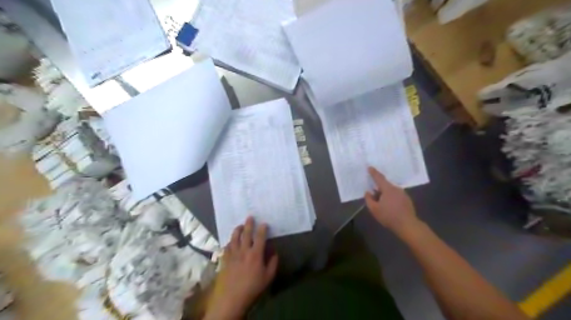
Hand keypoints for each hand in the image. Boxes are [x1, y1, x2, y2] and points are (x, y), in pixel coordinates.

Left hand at [204, 217, 277, 318]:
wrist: (231, 299)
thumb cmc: (252, 288)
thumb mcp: (268, 278)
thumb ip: (272, 263)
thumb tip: (274, 252)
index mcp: (255, 254)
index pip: (260, 237)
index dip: (262, 229)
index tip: (264, 223)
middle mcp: (244, 251)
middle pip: (246, 234)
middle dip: (249, 224)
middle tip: (250, 217)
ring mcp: (233, 254)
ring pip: (234, 238)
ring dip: (237, 230)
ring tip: (240, 226)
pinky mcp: (224, 260)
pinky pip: (227, 247)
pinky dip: (229, 242)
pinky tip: (231, 241)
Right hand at [365, 167, 417, 236]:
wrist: (408, 225)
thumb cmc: (389, 216)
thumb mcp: (374, 209)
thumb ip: (369, 199)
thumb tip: (368, 192)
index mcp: (388, 189)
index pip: (379, 178)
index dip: (373, 172)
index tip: (369, 167)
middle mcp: (396, 189)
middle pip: (385, 185)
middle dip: (379, 188)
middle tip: (373, 194)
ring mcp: (403, 194)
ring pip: (391, 191)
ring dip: (385, 194)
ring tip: (381, 203)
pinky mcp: (407, 200)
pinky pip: (396, 195)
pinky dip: (391, 198)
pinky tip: (389, 206)